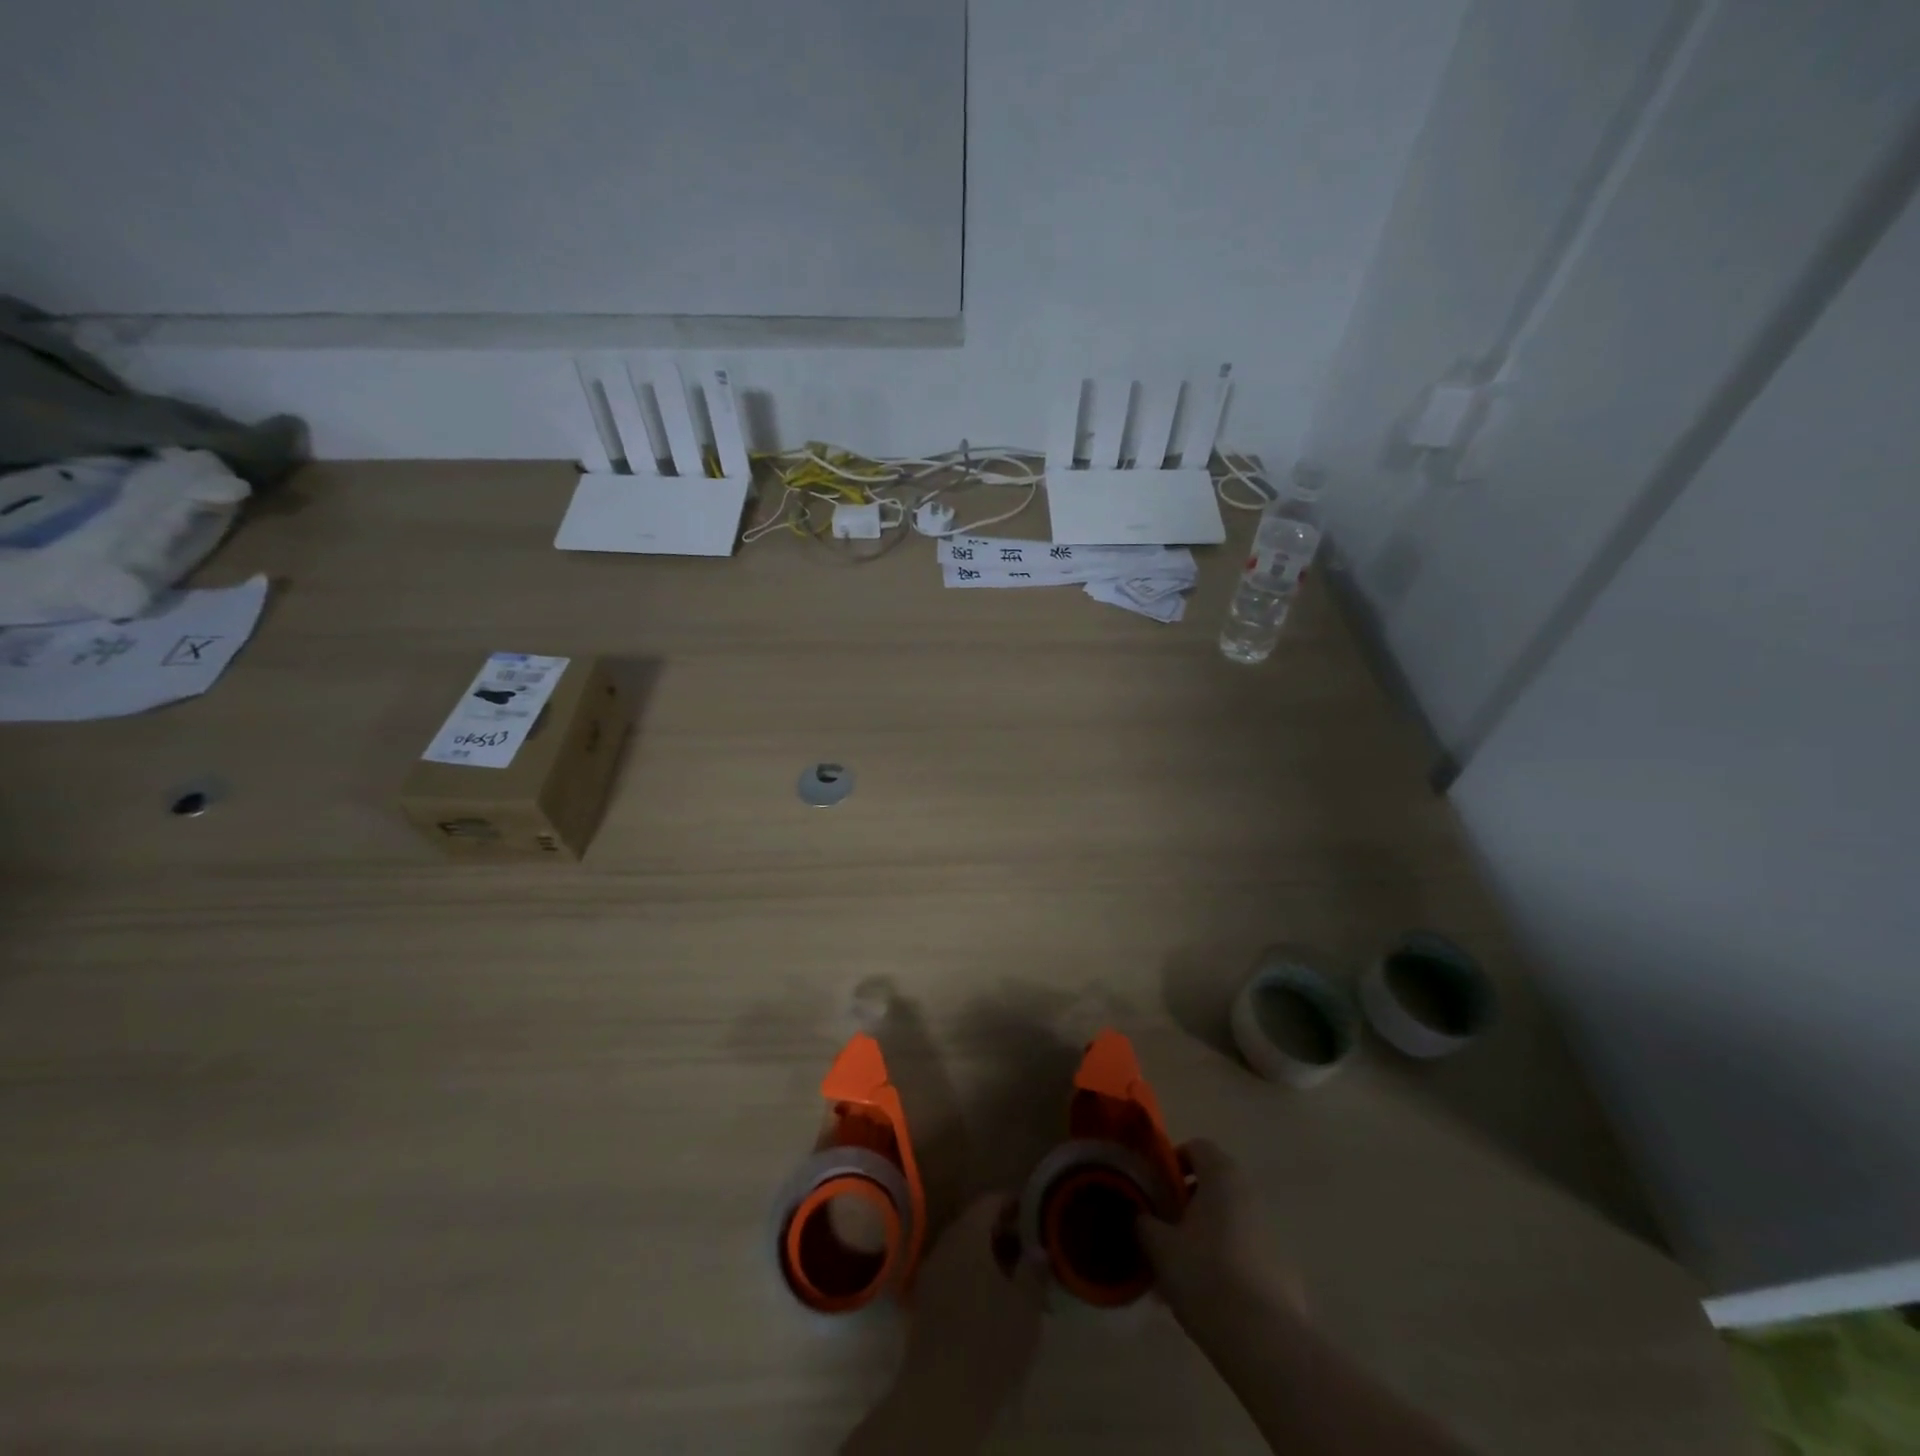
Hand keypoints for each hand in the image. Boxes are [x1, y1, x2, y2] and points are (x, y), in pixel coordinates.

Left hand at [898, 1193, 1044, 1409]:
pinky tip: (990, 1298)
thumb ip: (1033, 1270)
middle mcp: (944, 1246)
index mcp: (967, 1235)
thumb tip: (1038, 1248)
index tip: (1031, 1209)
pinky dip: (971, 1275)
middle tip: (1027, 1244)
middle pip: (973, 1224)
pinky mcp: (924, 1302)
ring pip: (961, 1250)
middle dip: (1000, 1230)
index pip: (988, 1202)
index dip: (1010, 1201)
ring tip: (1013, 1274)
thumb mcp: (1025, 1305)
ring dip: (985, 1255)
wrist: (942, 1394)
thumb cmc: (990, 1340)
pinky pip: (951, 1273)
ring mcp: (929, 1274)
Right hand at [1136, 1139, 1303, 1337]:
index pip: (1197, 1147)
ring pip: (1229, 1222)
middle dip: (1187, 1204)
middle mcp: (1251, 1195)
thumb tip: (1139, 1215)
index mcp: (1222, 1177)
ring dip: (1206, 1236)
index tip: (1156, 1190)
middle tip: (1165, 1231)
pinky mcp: (1283, 1271)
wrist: (1264, 1342)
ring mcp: (1271, 1233)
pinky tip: (1210, 1298)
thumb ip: (1143, 1222)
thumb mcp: (1158, 1246)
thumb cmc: (1205, 1276)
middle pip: (1214, 1185)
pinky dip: (1227, 1263)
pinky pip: (1246, 1253)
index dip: (1173, 1162)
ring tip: (1182, 1272)